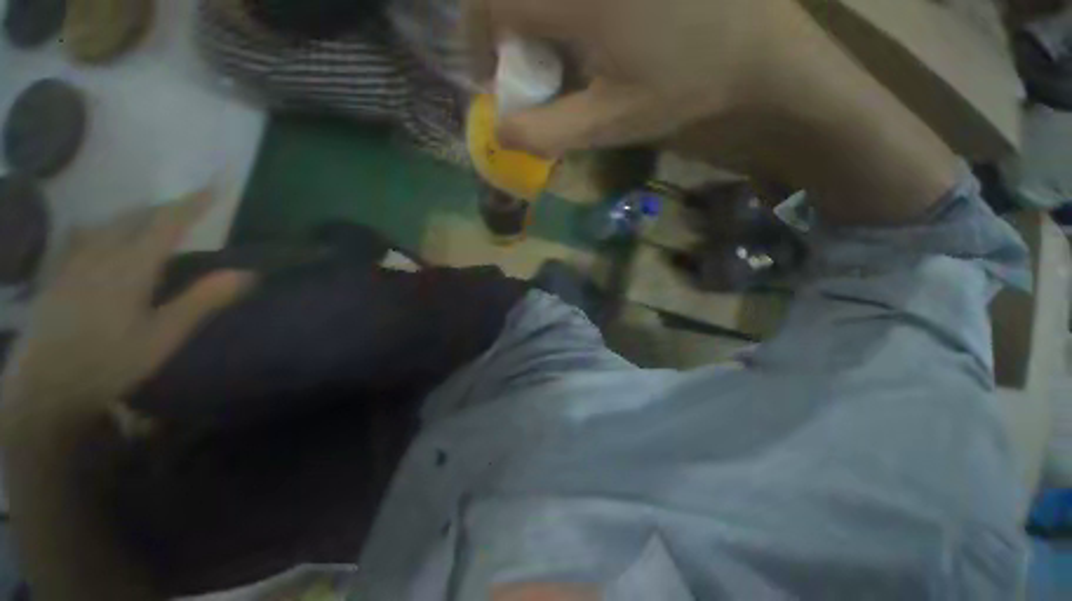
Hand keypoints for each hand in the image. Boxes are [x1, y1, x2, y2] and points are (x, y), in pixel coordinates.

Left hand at [0, 193, 252, 437]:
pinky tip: (100, 236)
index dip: (193, 203)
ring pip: (107, 223)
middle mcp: (101, 253)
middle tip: (188, 209)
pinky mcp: (57, 274)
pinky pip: (81, 237)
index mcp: (131, 265)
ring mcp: (73, 261)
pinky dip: (101, 229)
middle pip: (135, 217)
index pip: (167, 222)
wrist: (44, 387)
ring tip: (151, 220)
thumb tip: (247, 274)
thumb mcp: (164, 336)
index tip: (214, 186)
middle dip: (164, 208)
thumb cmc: (110, 362)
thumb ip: (202, 301)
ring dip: (134, 216)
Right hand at [465, 0, 824, 156]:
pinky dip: (564, 12)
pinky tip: (589, 31)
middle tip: (530, 63)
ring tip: (563, 49)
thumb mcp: (608, 124)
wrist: (759, 49)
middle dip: (508, 25)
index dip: (481, 42)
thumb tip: (499, 132)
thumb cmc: (683, 88)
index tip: (497, 75)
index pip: (492, 4)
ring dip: (537, 16)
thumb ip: (546, 132)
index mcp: (578, 0)